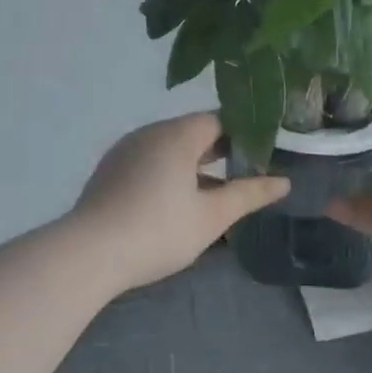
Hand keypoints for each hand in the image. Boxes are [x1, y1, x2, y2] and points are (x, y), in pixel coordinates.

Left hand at [73, 112, 290, 290]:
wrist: (89, 253)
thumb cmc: (158, 230)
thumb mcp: (212, 217)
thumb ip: (248, 194)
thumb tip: (283, 181)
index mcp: (177, 134)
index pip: (219, 119)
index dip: (245, 133)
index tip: (265, 152)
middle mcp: (150, 132)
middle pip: (193, 131)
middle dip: (221, 150)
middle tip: (248, 171)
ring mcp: (126, 150)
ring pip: (170, 147)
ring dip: (195, 163)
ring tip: (217, 190)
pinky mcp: (110, 170)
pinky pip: (149, 160)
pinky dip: (169, 172)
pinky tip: (177, 201)